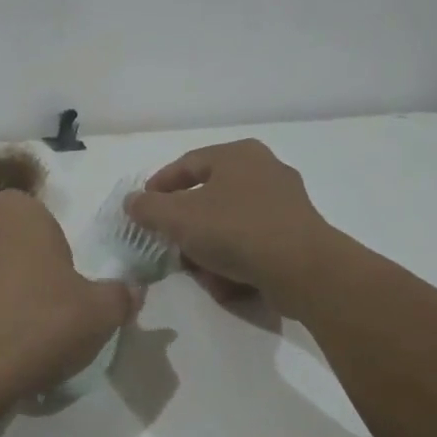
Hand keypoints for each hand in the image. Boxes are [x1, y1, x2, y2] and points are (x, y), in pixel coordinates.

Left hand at [0, 192, 138, 411]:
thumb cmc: (35, 326)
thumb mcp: (99, 314)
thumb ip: (120, 295)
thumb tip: (130, 291)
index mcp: (17, 208)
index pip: (48, 228)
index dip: (59, 265)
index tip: (62, 300)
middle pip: (12, 245)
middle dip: (26, 273)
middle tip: (40, 317)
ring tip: (9, 337)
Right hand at [124, 139, 351, 318]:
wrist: (304, 270)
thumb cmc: (236, 230)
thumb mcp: (178, 218)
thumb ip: (148, 208)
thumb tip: (132, 202)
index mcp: (237, 154)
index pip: (187, 164)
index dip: (159, 186)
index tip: (143, 208)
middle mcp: (264, 170)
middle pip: (209, 197)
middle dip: (186, 225)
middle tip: (169, 242)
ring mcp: (286, 202)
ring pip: (230, 223)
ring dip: (209, 247)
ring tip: (198, 271)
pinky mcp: (298, 233)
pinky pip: (254, 242)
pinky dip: (236, 259)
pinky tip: (226, 282)